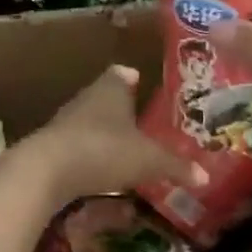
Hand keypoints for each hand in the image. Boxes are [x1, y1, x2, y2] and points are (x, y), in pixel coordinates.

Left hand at [27, 66, 206, 204]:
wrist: (46, 170)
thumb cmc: (105, 150)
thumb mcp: (149, 160)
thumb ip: (176, 166)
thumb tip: (205, 176)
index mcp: (110, 88)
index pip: (121, 74)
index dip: (131, 78)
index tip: (140, 82)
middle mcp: (86, 98)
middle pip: (104, 97)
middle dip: (120, 109)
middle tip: (140, 121)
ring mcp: (64, 122)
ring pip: (89, 122)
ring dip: (103, 133)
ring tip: (123, 148)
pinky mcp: (50, 146)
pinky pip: (76, 146)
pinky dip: (88, 155)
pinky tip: (99, 170)